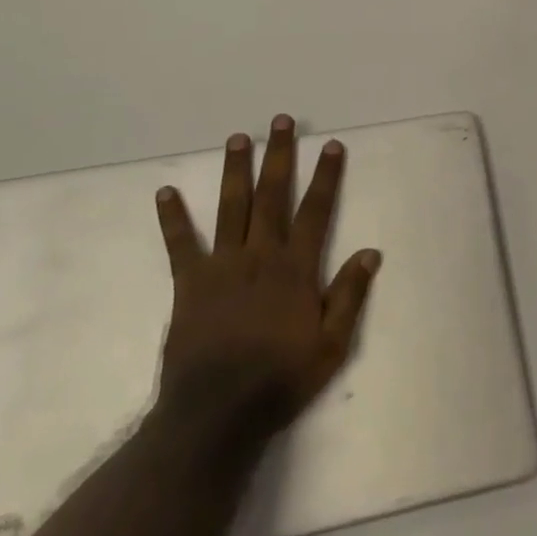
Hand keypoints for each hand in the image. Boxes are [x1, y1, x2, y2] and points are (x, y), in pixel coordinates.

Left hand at [151, 114, 380, 441]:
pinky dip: (173, 217)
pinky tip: (165, 191)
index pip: (316, 210)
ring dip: (237, 170)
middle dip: (280, 155)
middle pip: (273, 195)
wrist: (217, 414)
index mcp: (296, 268)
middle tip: (280, 121)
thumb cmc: (280, 379)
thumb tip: (371, 252)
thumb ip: (350, 296)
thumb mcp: (331, 346)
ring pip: (232, 206)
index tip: (331, 145)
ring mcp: (223, 265)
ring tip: (238, 137)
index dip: (326, 176)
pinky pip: (181, 243)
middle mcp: (261, 254)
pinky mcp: (191, 282)